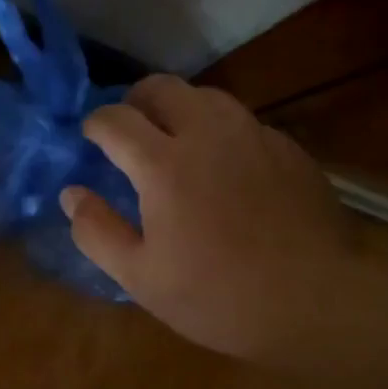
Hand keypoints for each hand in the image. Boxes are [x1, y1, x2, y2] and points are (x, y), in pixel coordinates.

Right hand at [63, 75, 356, 361]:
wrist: (316, 300)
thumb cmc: (219, 296)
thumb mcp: (142, 278)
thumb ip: (97, 232)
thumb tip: (72, 194)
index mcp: (164, 164)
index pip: (116, 120)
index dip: (95, 124)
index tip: (91, 137)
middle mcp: (208, 133)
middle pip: (162, 87)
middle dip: (135, 101)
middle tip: (129, 131)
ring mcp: (254, 135)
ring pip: (207, 96)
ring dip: (179, 109)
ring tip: (174, 142)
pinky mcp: (287, 148)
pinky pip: (243, 121)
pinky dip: (220, 131)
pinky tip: (224, 166)